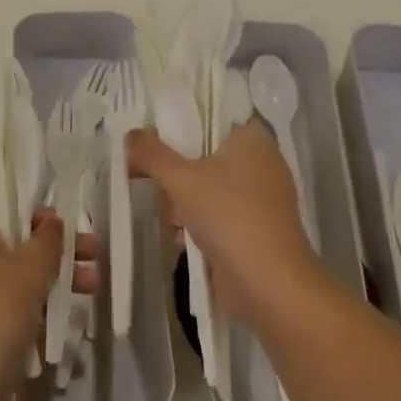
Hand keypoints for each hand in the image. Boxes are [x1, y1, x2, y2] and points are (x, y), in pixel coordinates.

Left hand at [0, 206, 98, 400]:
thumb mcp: (30, 270)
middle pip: (10, 238)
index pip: (2, 204)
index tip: (67, 227)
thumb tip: (50, 220)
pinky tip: (63, 310)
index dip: (38, 212)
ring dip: (49, 276)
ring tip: (92, 287)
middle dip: (54, 249)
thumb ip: (46, 238)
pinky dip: (28, 299)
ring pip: (9, 270)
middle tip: (93, 254)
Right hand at [126, 124, 323, 329]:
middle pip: (202, 154)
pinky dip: (197, 222)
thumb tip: (131, 135)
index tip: (147, 144)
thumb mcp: (181, 179)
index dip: (174, 128)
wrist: (270, 283)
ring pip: (206, 186)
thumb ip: (152, 154)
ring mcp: (260, 196)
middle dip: (173, 173)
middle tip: (148, 183)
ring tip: (171, 219)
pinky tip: (181, 238)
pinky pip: (217, 212)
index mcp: (251, 138)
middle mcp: (260, 161)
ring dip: (181, 202)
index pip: (207, 117)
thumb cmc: (228, 216)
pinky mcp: (255, 226)